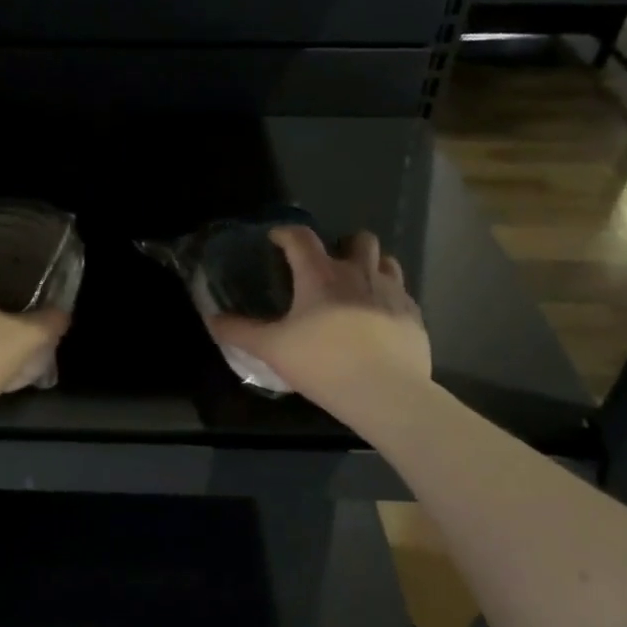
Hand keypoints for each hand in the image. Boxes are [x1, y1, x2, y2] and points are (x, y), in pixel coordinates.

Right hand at [209, 227, 430, 408]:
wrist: (386, 392)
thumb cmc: (323, 363)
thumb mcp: (272, 349)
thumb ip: (239, 332)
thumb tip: (213, 320)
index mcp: (321, 275)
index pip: (301, 237)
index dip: (286, 233)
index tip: (276, 239)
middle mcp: (359, 273)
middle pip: (359, 239)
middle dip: (344, 244)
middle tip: (329, 266)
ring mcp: (392, 292)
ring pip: (387, 261)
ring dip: (371, 266)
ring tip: (358, 286)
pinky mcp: (414, 316)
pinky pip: (403, 294)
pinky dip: (390, 298)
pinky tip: (379, 318)